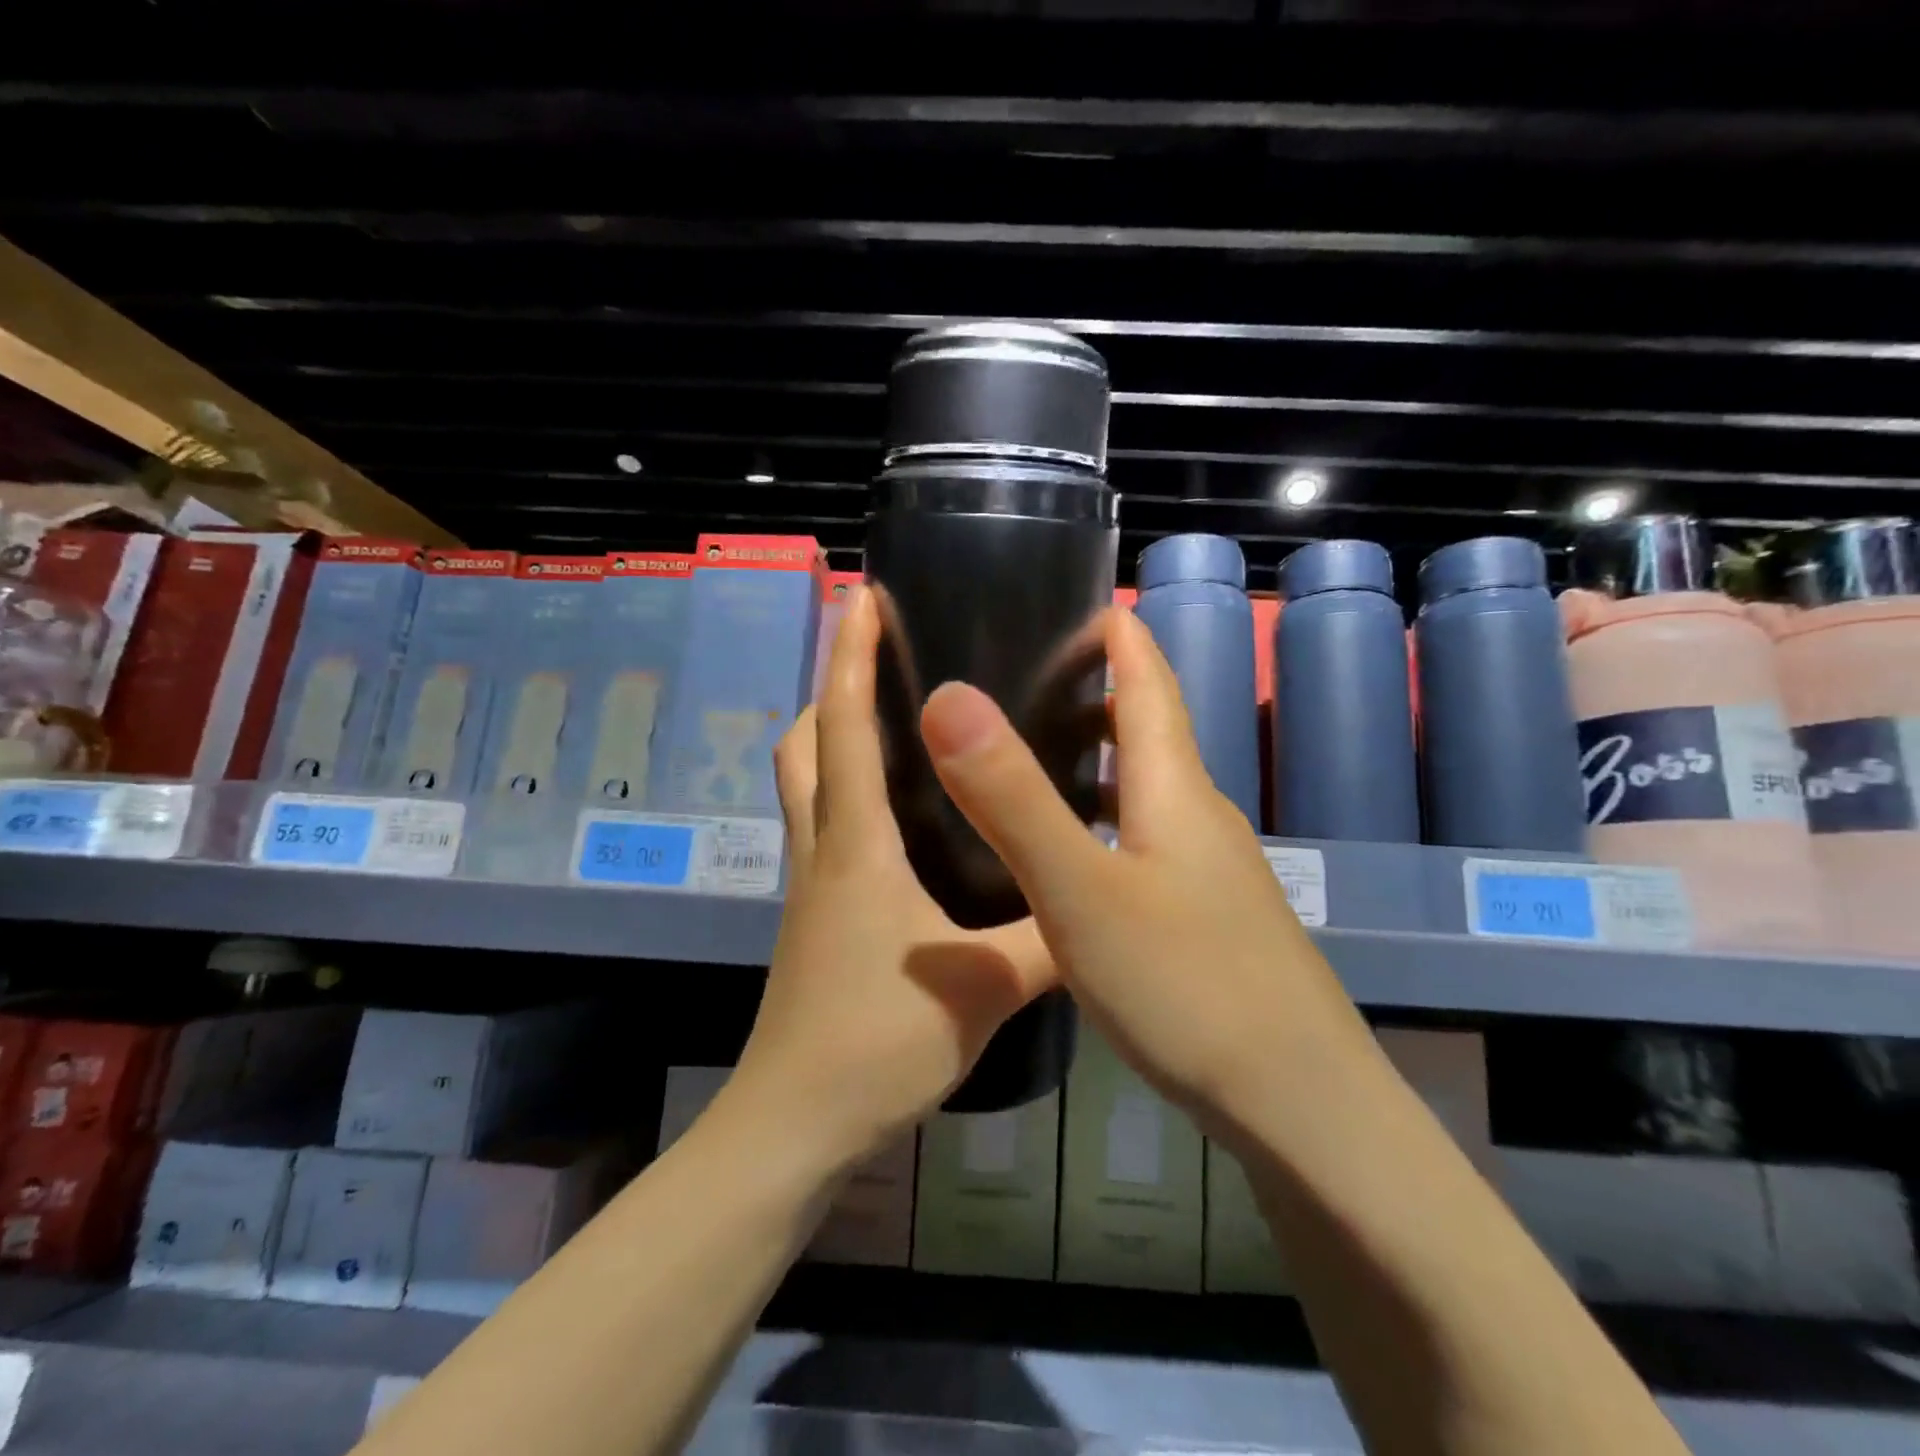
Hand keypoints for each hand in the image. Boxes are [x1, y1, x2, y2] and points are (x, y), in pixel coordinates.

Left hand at [729, 586, 1056, 1168]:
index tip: (864, 599)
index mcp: (857, 846)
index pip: (847, 728)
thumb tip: (1102, 896)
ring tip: (891, 722)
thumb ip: (1050, 939)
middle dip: (833, 689)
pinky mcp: (814, 919)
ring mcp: (809, 886)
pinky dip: (845, 795)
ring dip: (832, 739)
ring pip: (805, 786)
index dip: (853, 658)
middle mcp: (823, 850)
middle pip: (805, 745)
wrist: (795, 1124)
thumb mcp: (985, 987)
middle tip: (882, 659)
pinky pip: (822, 828)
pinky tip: (896, 818)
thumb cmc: (879, 1042)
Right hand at [918, 606, 1375, 1134]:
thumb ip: (1013, 797)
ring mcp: (1211, 873)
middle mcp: (1199, 818)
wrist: (1302, 1108)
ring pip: (1148, 791)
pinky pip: (1148, 842)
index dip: (1119, 636)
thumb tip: (949, 696)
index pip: (1150, 682)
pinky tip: (1069, 857)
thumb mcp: (1080, 891)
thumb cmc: (1189, 986)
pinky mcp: (1210, 920)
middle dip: (1099, 692)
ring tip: (1032, 759)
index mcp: (1175, 791)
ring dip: (1099, 762)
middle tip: (1023, 681)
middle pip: (1151, 732)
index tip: (1074, 602)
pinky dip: (1106, 821)